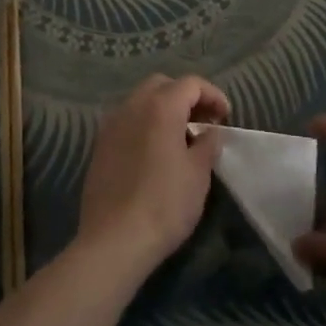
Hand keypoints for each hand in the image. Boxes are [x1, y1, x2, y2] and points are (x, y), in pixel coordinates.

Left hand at [77, 74, 228, 278]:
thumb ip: (207, 144)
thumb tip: (210, 132)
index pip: (190, 84)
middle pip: (162, 85)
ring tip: (181, 137)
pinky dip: (145, 124)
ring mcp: (111, 125)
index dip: (213, 95)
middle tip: (203, 121)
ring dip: (163, 109)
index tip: (226, 117)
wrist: (114, 241)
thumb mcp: (198, 174)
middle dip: (185, 96)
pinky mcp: (100, 146)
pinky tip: (155, 152)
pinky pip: (127, 121)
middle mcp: (132, 106)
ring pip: (141, 101)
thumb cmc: (164, 204)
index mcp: (160, 107)